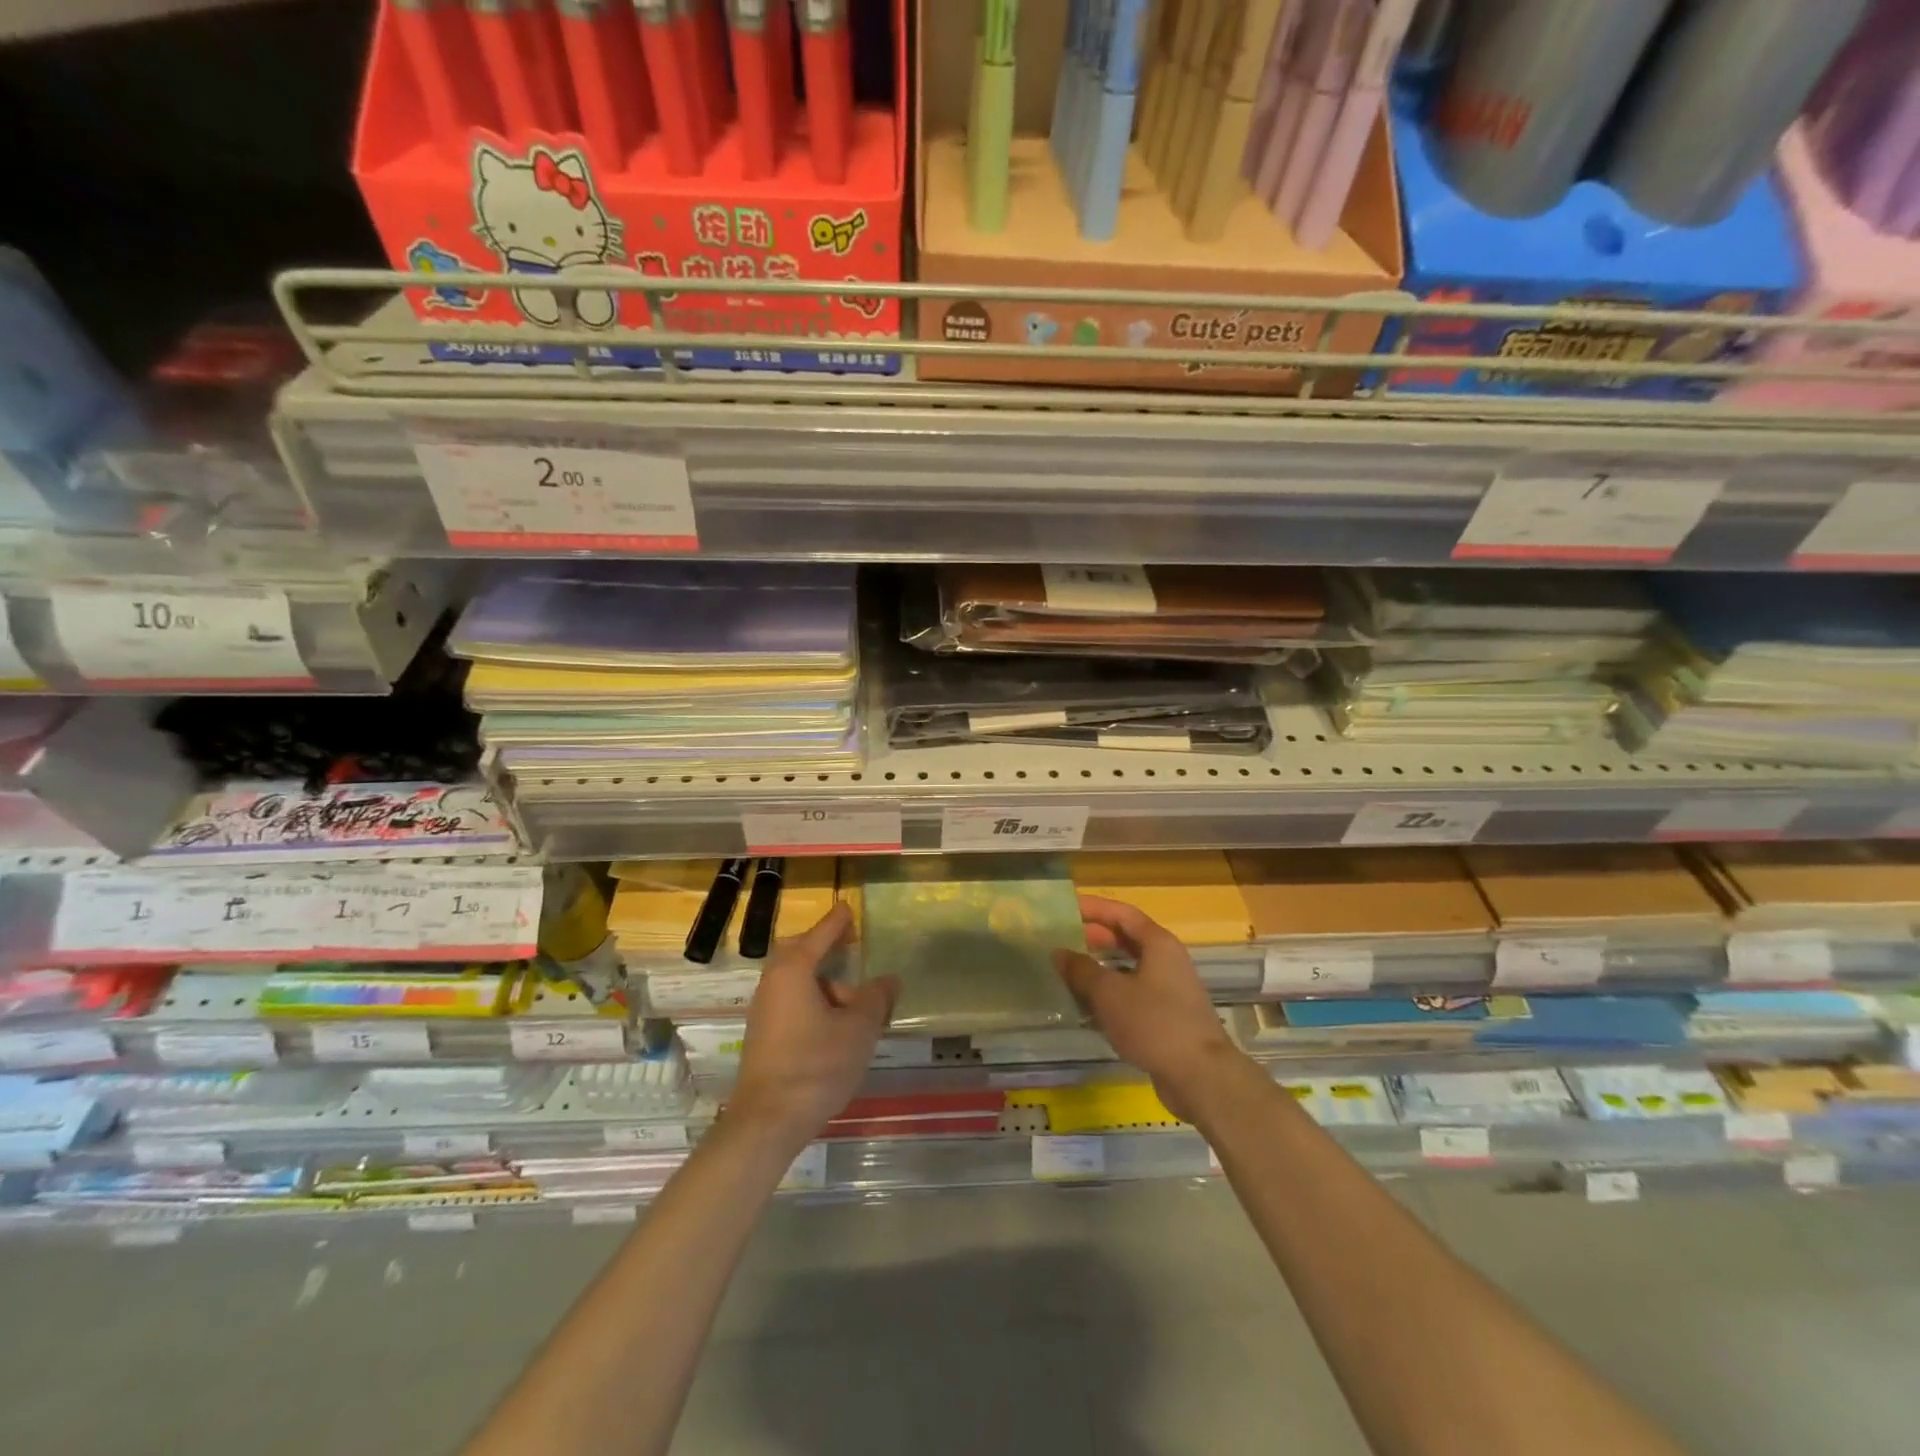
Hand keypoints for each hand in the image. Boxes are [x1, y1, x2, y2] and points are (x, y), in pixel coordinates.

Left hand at [730, 904, 898, 1149]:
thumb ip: (876, 998)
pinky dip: (812, 1000)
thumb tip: (888, 980)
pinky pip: (790, 1001)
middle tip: (848, 946)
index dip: (837, 922)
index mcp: (794, 971)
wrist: (768, 1121)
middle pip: (798, 953)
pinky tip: (833, 1024)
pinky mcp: (763, 1035)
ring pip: (794, 980)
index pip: (819, 935)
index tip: (848, 908)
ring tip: (853, 1000)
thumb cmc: (816, 1065)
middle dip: (823, 947)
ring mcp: (764, 1011)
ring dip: (822, 981)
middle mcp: (772, 983)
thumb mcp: (858, 1028)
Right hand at [1055, 894, 1245, 1120]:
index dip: (1093, 908)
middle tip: (1062, 940)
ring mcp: (1169, 991)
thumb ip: (1081, 970)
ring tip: (1068, 973)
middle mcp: (1167, 961)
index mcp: (1158, 943)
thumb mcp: (1109, 992)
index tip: (1066, 907)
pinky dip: (1110, 997)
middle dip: (1094, 938)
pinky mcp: (1167, 1018)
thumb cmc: (1154, 1022)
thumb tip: (1059, 953)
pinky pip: (1132, 997)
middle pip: (1126, 939)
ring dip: (1100, 970)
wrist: (1200, 1076)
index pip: (1122, 913)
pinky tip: (1087, 1010)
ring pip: (1128, 970)